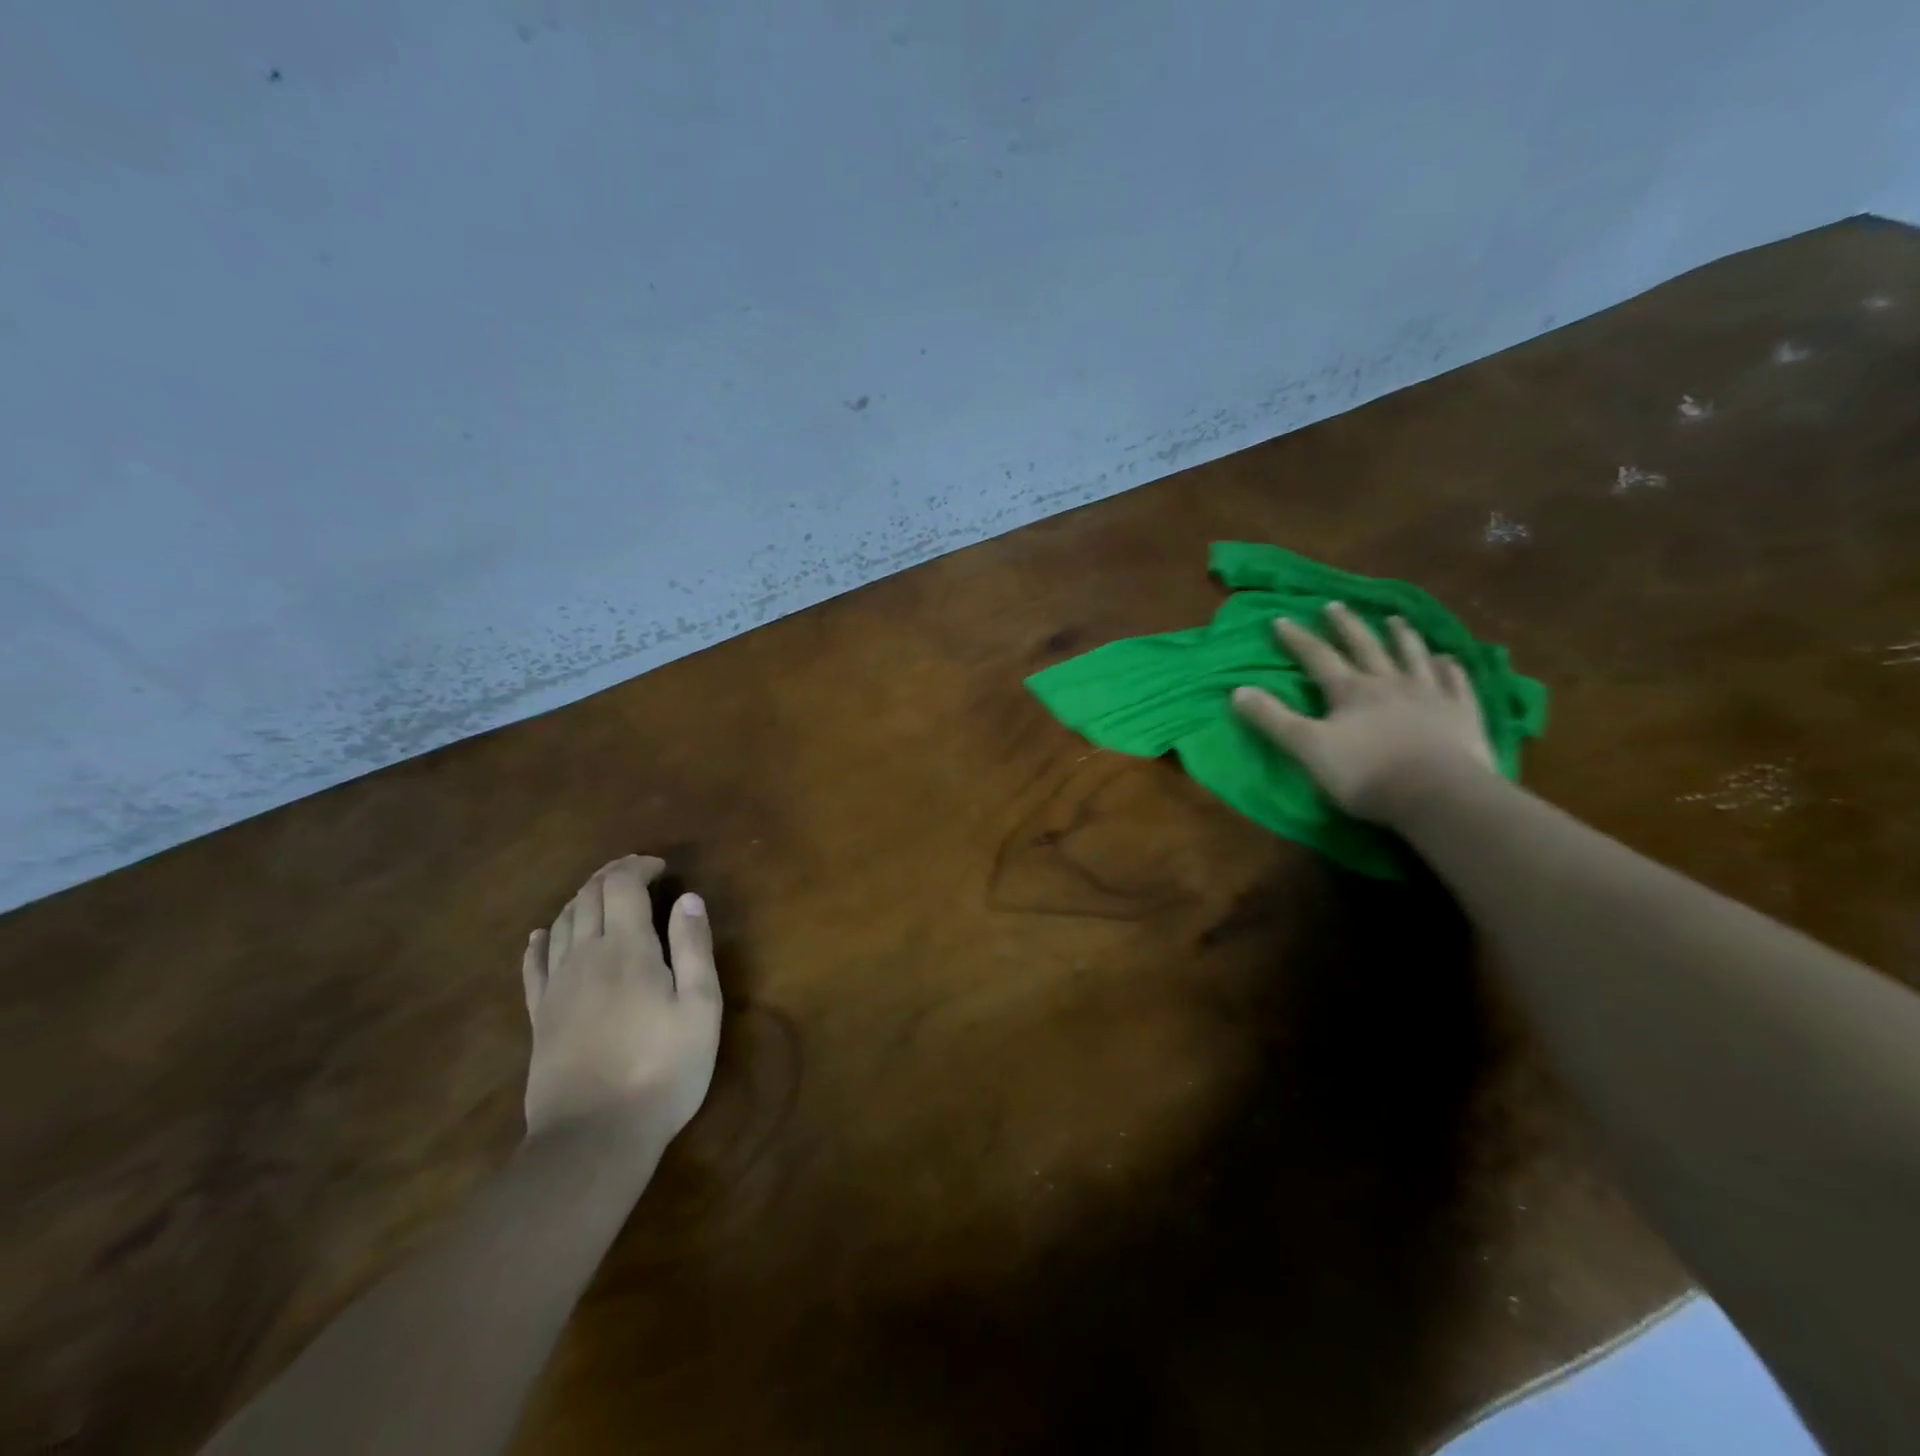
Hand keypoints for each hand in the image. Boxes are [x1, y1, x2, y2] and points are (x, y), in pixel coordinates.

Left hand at [521, 854, 721, 1141]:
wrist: (594, 1136)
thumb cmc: (663, 1069)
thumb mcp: (700, 1007)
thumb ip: (693, 947)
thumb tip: (688, 898)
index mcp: (627, 949)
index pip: (621, 886)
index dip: (638, 867)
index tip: (661, 868)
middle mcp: (585, 956)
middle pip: (588, 897)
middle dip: (612, 875)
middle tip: (637, 873)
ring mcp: (556, 986)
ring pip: (562, 923)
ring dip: (582, 899)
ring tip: (604, 896)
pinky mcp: (539, 1015)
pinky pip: (533, 965)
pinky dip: (541, 941)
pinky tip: (543, 935)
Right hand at [1232, 602, 1494, 822]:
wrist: (1439, 794)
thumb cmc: (1366, 773)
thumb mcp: (1307, 748)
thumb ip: (1272, 719)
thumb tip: (1237, 691)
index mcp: (1350, 691)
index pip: (1318, 657)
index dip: (1297, 639)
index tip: (1281, 619)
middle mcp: (1389, 683)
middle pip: (1365, 647)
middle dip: (1346, 626)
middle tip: (1334, 605)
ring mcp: (1430, 695)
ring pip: (1413, 656)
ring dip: (1401, 636)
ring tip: (1394, 619)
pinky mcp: (1462, 713)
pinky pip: (1456, 682)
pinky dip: (1450, 668)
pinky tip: (1448, 659)